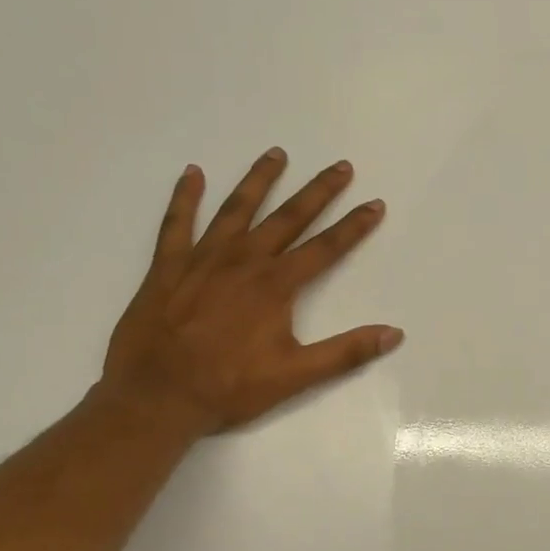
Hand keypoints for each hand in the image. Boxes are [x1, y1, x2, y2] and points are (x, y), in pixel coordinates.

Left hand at [99, 149, 401, 434]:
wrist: (155, 397)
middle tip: (340, 166)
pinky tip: (193, 174)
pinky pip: (177, 223)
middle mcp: (243, 261)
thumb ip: (346, 352)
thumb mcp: (296, 375)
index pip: (325, 248)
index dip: (354, 226)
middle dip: (318, 191)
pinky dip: (184, 197)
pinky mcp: (167, 267)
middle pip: (288, 217)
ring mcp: (202, 259)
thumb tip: (394, 334)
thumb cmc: (229, 387)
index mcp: (275, 285)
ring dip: (259, 180)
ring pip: (236, 209)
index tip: (375, 204)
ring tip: (277, 153)